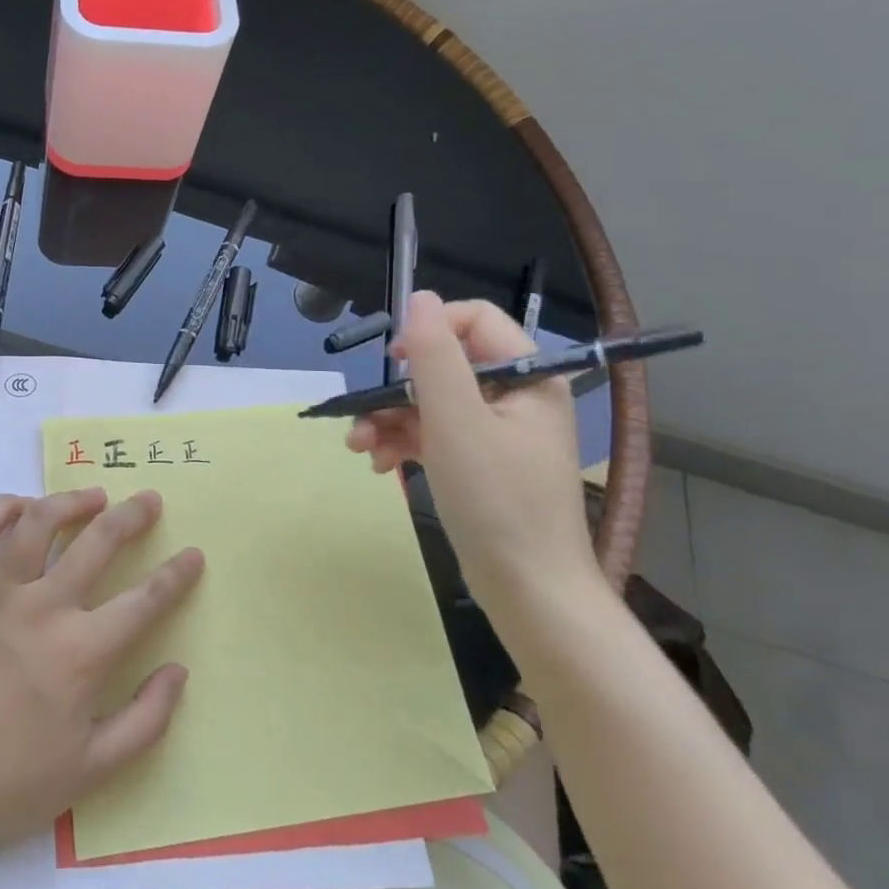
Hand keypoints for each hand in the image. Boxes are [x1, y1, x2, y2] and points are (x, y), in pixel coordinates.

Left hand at [0, 488, 202, 866]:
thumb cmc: (10, 783)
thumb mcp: (92, 770)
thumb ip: (146, 720)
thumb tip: (178, 671)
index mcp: (82, 653)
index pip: (145, 600)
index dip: (176, 574)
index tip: (193, 553)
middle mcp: (44, 609)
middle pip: (98, 542)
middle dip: (132, 515)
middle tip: (148, 500)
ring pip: (38, 522)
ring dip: (70, 501)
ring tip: (91, 496)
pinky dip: (3, 508)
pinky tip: (23, 506)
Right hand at [345, 291, 601, 614]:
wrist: (529, 591)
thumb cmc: (497, 499)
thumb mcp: (456, 420)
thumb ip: (435, 354)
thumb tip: (418, 297)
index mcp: (527, 377)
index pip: (474, 321)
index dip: (429, 332)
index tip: (396, 363)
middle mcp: (515, 397)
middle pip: (444, 366)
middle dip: (395, 390)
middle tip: (363, 414)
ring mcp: (496, 433)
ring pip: (430, 404)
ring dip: (388, 420)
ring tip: (360, 448)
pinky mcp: (479, 463)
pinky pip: (433, 436)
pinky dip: (402, 444)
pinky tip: (380, 465)